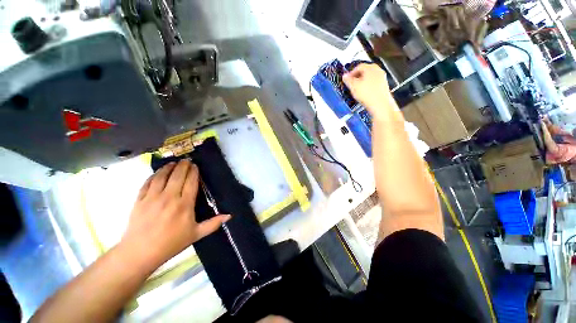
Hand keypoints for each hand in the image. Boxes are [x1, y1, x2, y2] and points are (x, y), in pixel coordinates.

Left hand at [120, 160, 229, 268]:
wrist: (140, 253)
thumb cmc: (171, 243)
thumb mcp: (196, 234)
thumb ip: (213, 224)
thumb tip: (229, 216)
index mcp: (184, 205)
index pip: (191, 182)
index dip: (193, 172)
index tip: (195, 166)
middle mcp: (169, 198)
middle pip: (177, 176)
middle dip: (183, 166)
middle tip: (186, 160)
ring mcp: (152, 198)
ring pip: (162, 177)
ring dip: (168, 168)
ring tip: (173, 163)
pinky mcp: (139, 200)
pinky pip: (147, 183)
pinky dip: (153, 176)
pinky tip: (157, 173)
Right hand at [343, 63, 393, 119]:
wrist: (380, 104)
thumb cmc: (367, 94)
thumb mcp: (353, 86)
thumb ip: (348, 80)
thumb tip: (344, 76)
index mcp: (370, 67)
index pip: (359, 66)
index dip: (351, 73)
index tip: (347, 79)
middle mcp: (378, 70)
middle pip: (365, 71)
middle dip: (358, 77)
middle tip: (352, 83)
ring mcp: (382, 78)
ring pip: (370, 77)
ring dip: (363, 81)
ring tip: (358, 89)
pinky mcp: (384, 86)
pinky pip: (374, 83)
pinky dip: (368, 86)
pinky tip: (365, 93)